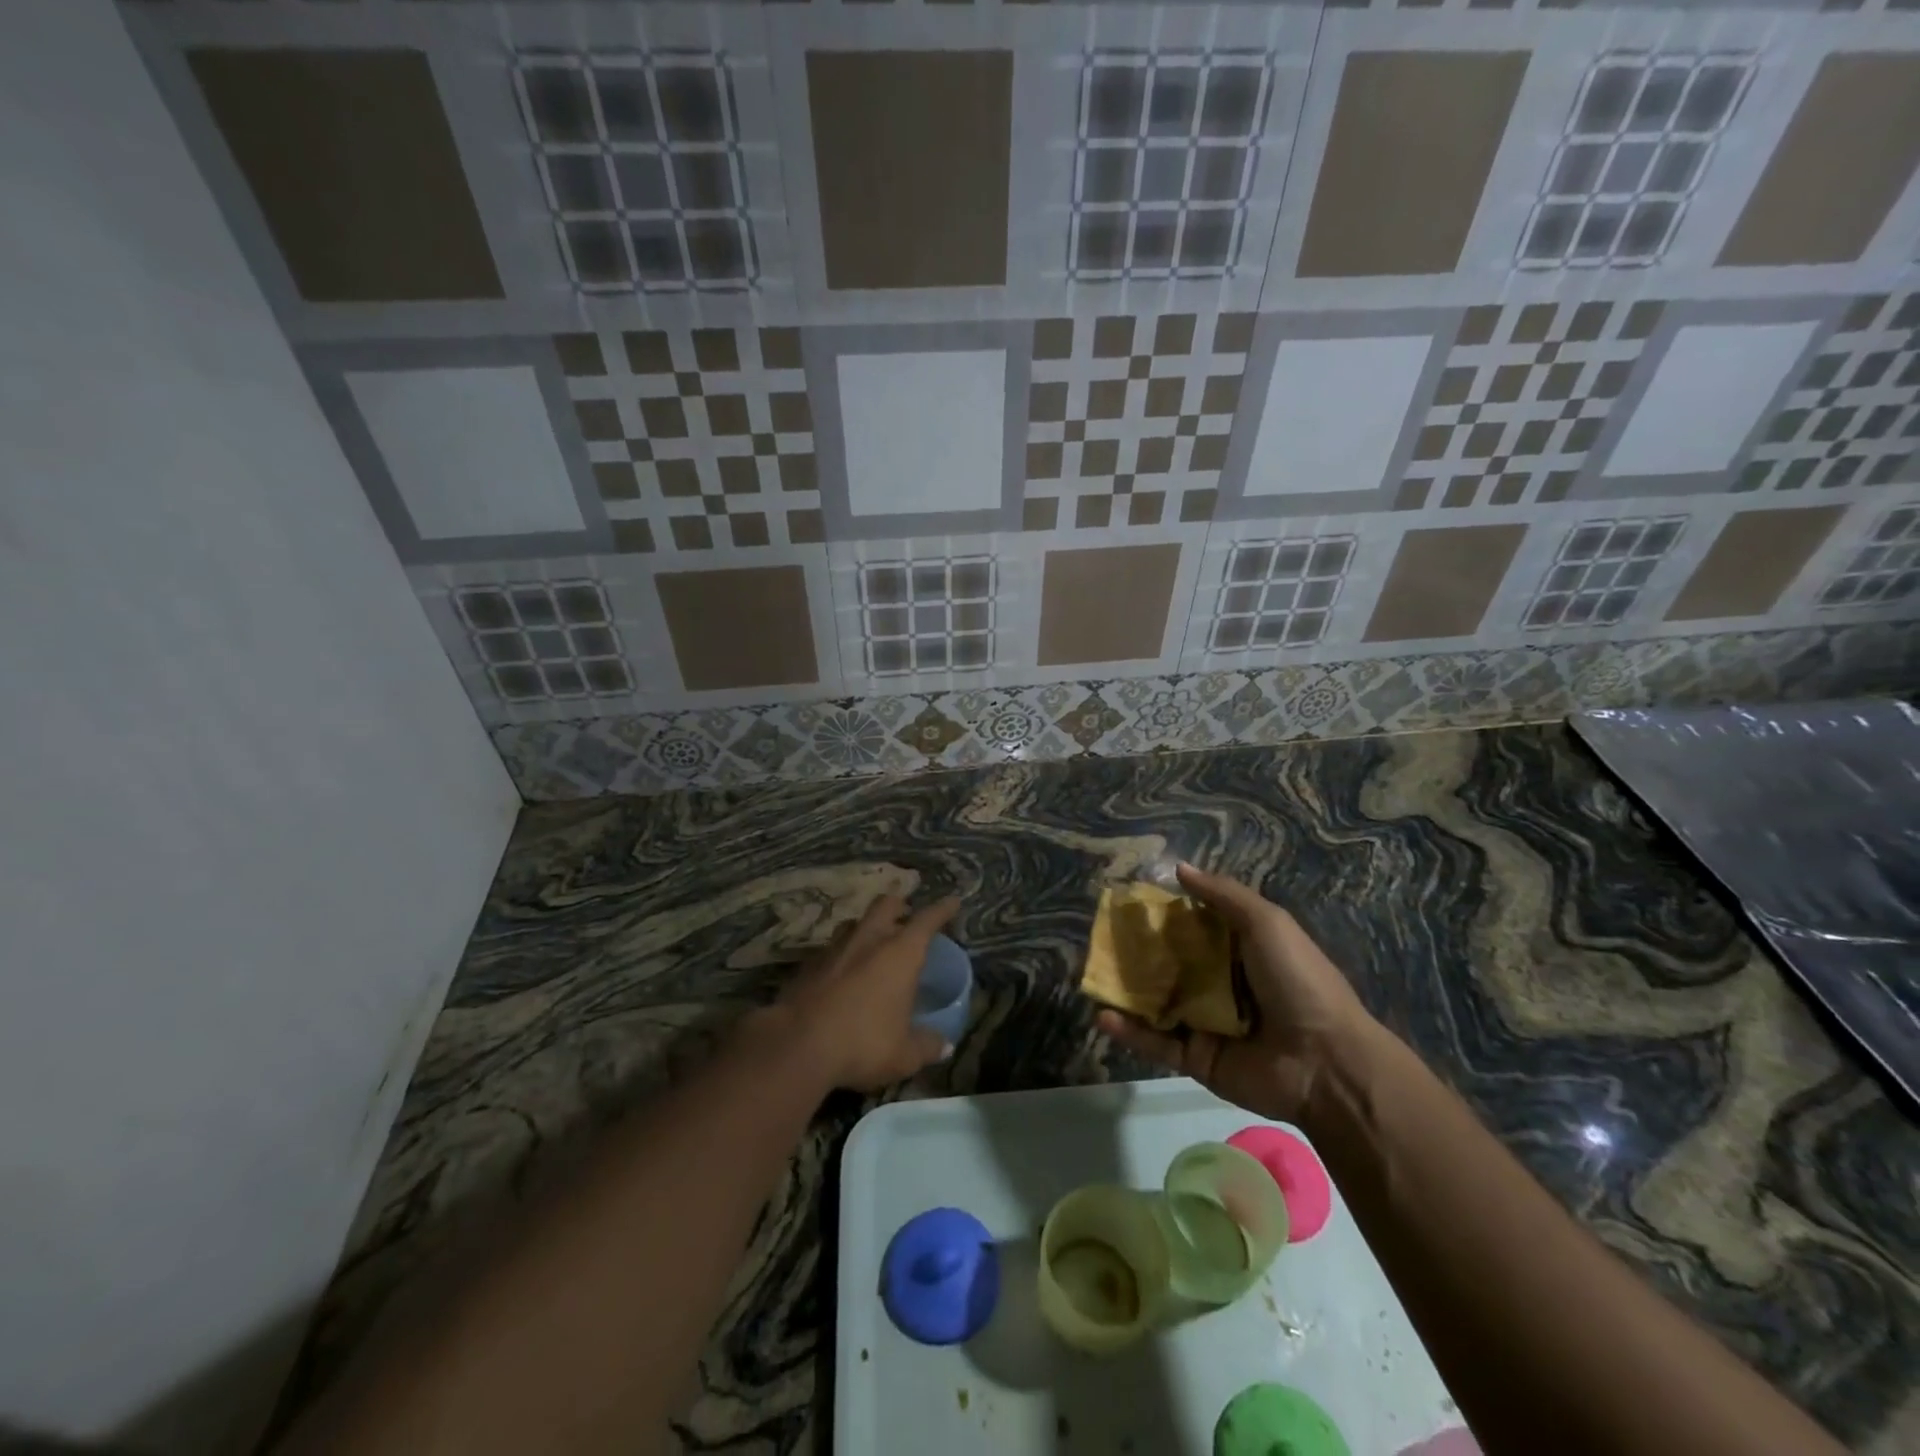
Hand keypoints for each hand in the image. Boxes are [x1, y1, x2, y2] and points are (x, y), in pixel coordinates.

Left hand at [781, 893, 959, 1091]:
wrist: (797, 1045)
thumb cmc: (864, 1043)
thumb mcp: (904, 1054)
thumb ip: (927, 1046)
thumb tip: (944, 1045)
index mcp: (900, 953)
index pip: (927, 920)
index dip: (942, 909)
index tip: (953, 901)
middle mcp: (869, 940)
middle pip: (886, 905)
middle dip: (899, 905)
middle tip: (906, 914)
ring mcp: (834, 949)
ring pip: (854, 923)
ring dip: (866, 927)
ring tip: (872, 942)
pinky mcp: (807, 965)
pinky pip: (830, 949)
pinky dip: (841, 955)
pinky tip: (841, 973)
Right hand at [1096, 863, 1376, 1121]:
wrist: (1325, 1062)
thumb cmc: (1298, 980)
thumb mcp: (1267, 923)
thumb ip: (1222, 895)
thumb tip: (1178, 868)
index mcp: (1240, 951)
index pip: (1193, 926)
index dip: (1164, 913)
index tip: (1130, 900)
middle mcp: (1219, 984)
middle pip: (1169, 963)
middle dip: (1137, 952)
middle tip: (1101, 937)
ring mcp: (1205, 1023)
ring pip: (1156, 1002)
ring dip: (1125, 990)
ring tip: (1090, 974)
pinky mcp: (1195, 1058)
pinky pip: (1156, 1043)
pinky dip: (1129, 1031)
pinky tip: (1102, 1016)